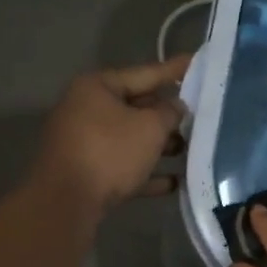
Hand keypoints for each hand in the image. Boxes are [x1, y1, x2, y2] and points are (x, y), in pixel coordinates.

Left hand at [31, 54, 190, 214]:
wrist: (65, 204)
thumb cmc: (109, 152)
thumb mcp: (150, 127)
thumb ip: (169, 112)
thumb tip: (175, 107)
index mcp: (97, 87)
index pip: (144, 73)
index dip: (174, 71)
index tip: (196, 63)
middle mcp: (86, 110)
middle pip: (136, 107)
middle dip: (168, 115)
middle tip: (200, 115)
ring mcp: (83, 143)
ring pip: (130, 139)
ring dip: (160, 146)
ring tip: (191, 151)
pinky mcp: (86, 174)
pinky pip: (122, 167)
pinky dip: (146, 172)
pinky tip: (174, 182)